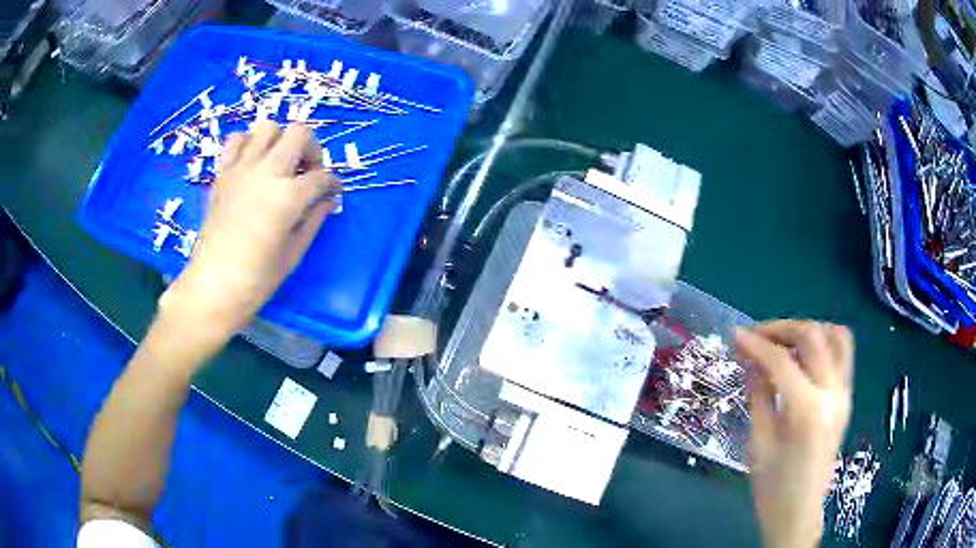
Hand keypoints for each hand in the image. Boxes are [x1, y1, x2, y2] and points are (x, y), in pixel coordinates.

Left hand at [161, 121, 338, 345]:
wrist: (212, 286)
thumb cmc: (257, 278)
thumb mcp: (294, 252)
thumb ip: (314, 219)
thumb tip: (327, 200)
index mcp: (288, 196)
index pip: (322, 176)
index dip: (332, 183)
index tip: (332, 193)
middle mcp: (266, 172)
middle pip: (299, 133)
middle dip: (312, 148)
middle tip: (308, 171)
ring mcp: (241, 169)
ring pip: (268, 127)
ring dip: (280, 140)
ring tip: (279, 164)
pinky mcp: (222, 174)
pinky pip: (236, 141)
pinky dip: (248, 144)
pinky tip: (252, 164)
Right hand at [736, 320, 853, 547]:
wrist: (799, 512)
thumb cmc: (773, 488)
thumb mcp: (758, 443)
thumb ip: (758, 394)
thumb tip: (749, 360)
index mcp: (807, 411)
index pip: (781, 361)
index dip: (755, 344)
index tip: (734, 336)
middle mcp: (832, 393)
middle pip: (812, 337)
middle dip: (781, 328)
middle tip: (755, 336)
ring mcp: (844, 393)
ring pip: (835, 336)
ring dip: (807, 330)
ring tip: (783, 341)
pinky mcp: (847, 397)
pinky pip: (843, 353)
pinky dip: (825, 342)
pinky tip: (804, 355)